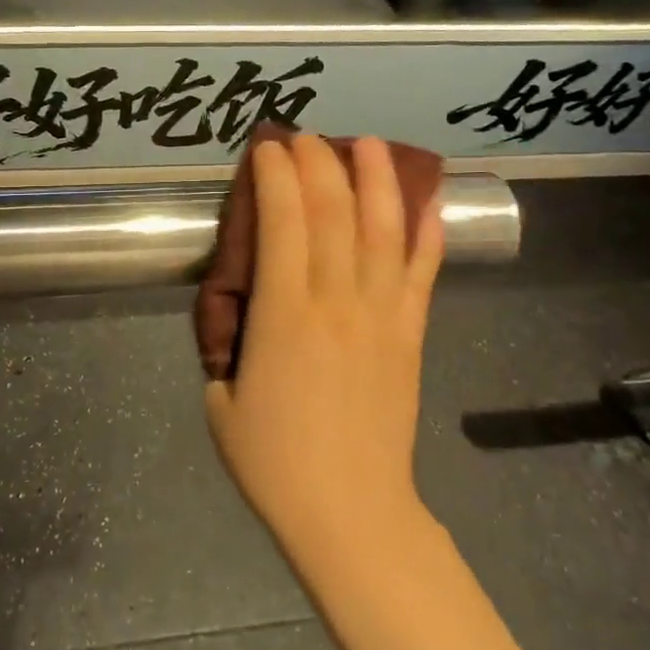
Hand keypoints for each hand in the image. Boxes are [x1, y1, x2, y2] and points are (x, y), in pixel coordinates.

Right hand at [205, 137, 442, 564]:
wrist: (351, 512)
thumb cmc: (274, 461)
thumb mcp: (221, 400)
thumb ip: (229, 345)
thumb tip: (242, 312)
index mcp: (283, 315)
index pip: (282, 223)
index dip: (275, 177)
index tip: (267, 149)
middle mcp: (336, 301)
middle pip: (334, 213)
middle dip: (319, 164)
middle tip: (306, 137)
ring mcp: (382, 315)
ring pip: (384, 230)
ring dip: (377, 179)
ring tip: (369, 142)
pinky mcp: (410, 334)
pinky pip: (423, 273)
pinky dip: (427, 232)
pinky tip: (428, 198)